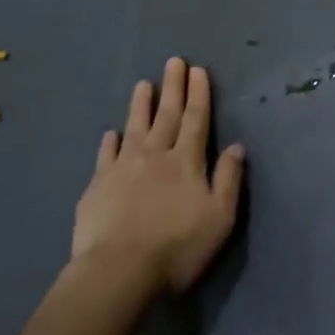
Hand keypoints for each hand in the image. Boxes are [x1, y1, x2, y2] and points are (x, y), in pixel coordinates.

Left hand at [70, 57, 245, 293]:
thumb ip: (229, 179)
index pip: (196, 120)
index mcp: (187, 162)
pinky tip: (110, 133)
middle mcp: (156, 156)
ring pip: (135, 128)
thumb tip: (237, 146)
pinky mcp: (97, 187)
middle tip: (174, 61)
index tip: (198, 70)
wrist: (117, 272)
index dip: (199, 94)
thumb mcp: (219, 217)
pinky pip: (105, 156)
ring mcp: (123, 168)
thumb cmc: (176, 247)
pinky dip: (110, 142)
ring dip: (141, 105)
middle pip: (167, 115)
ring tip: (143, 84)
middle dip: (173, 88)